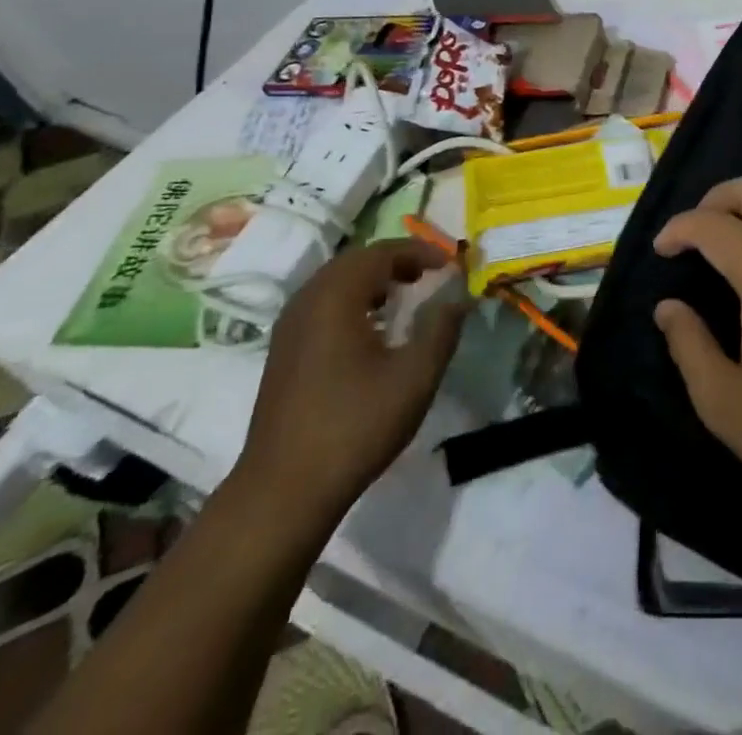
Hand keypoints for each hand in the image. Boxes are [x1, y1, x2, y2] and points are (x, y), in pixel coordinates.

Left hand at [231, 241, 468, 539]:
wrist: (283, 491)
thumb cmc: (355, 426)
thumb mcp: (415, 377)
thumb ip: (442, 330)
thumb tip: (458, 299)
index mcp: (336, 297)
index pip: (382, 253)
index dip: (420, 251)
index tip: (450, 264)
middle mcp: (308, 300)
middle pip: (356, 261)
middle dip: (396, 261)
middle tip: (429, 274)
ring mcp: (289, 326)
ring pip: (336, 282)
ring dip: (373, 279)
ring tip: (405, 296)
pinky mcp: (283, 351)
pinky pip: (322, 304)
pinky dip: (352, 299)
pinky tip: (371, 329)